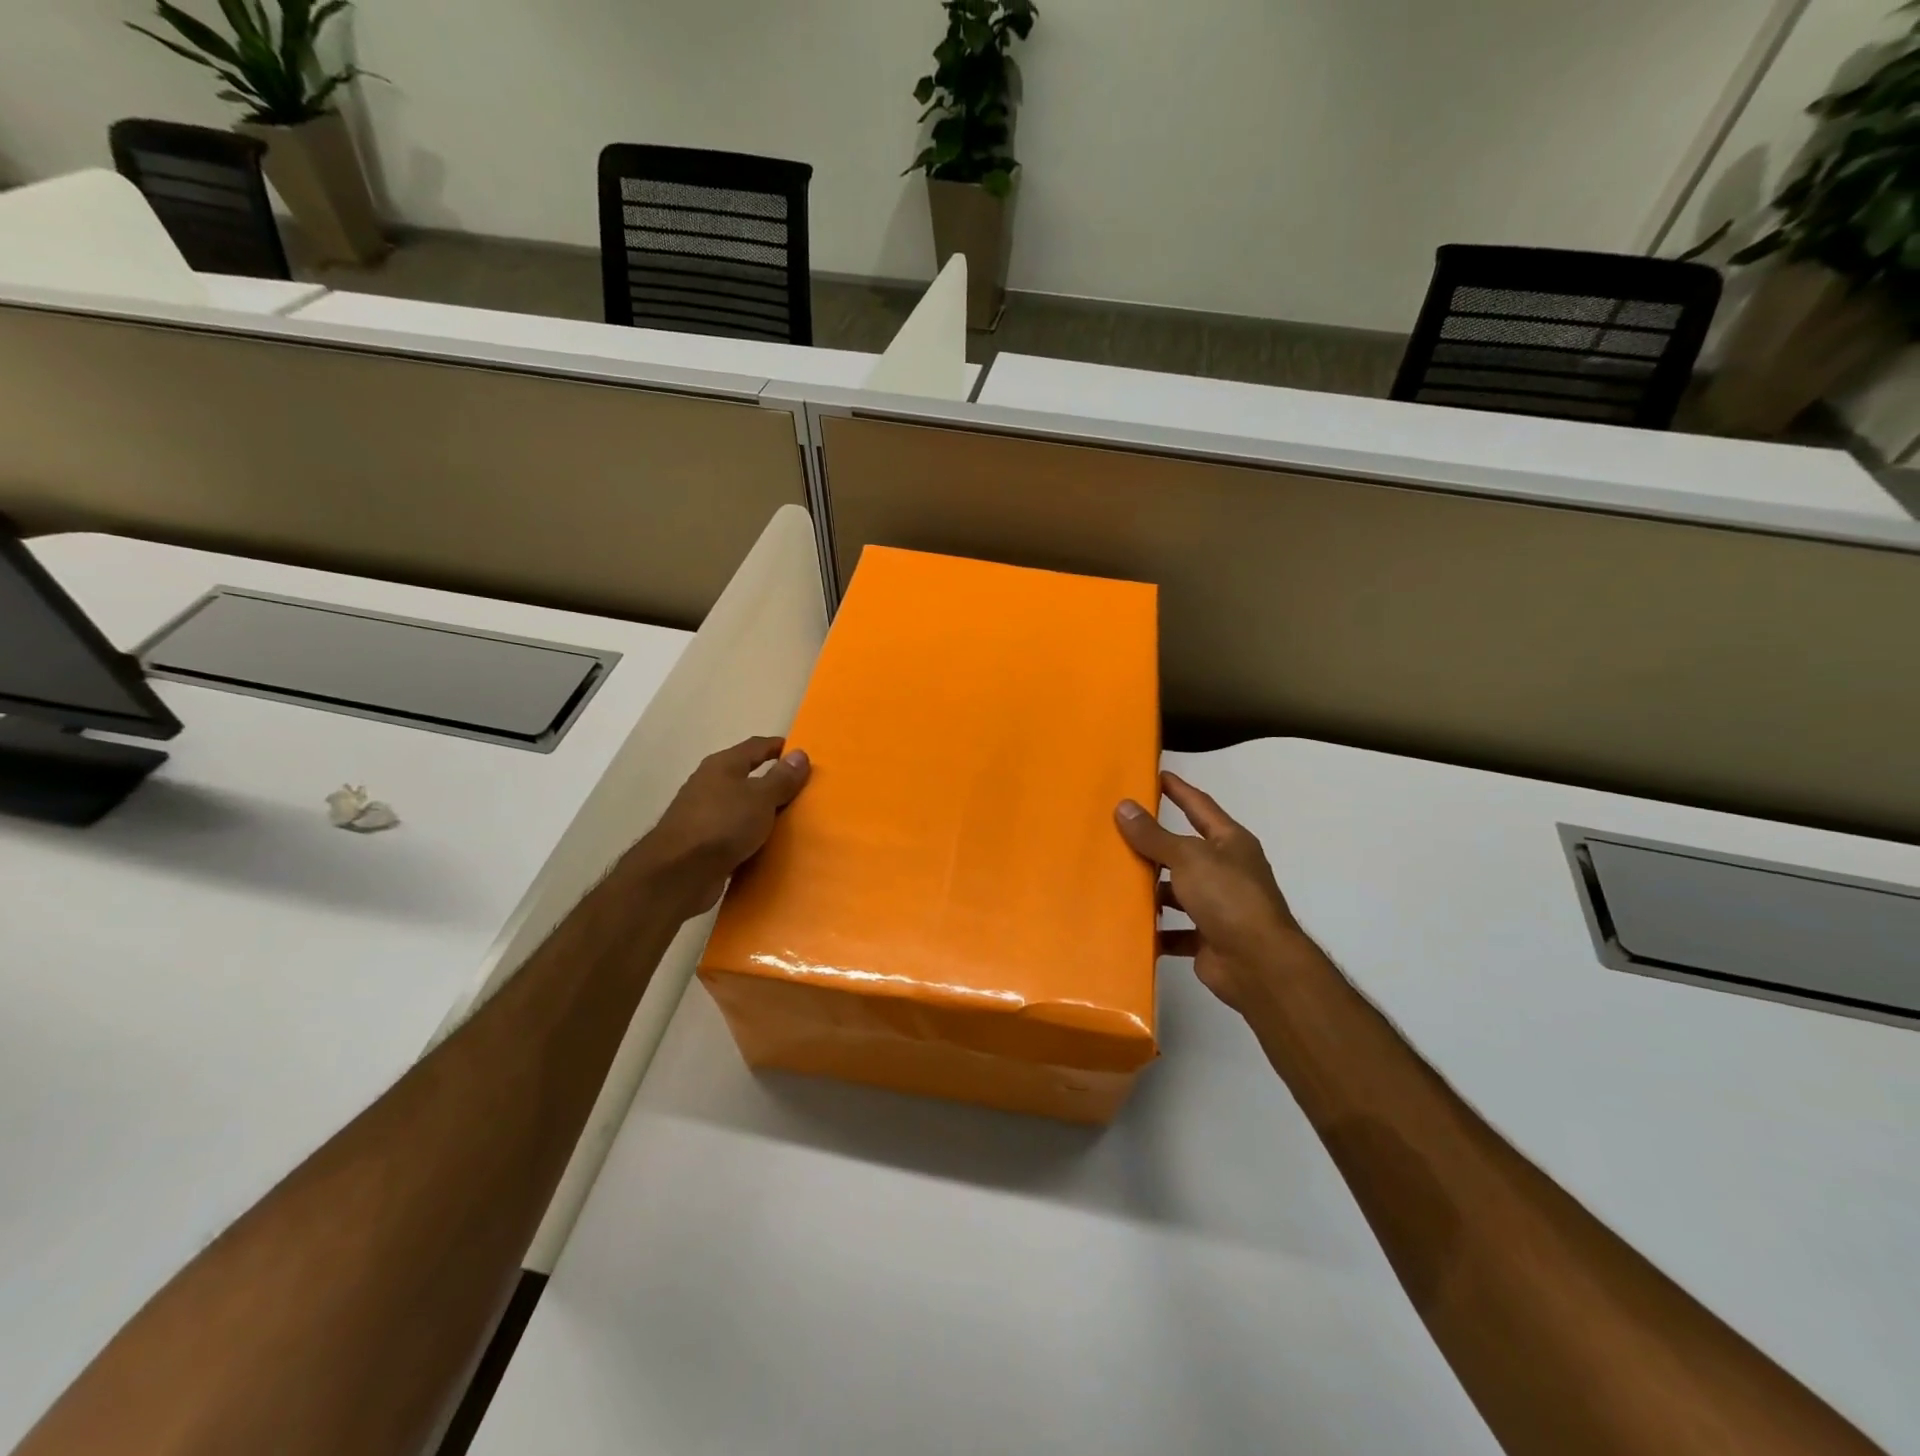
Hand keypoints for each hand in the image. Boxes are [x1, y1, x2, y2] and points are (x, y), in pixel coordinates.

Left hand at [629, 737, 810, 915]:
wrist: (679, 873)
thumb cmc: (723, 824)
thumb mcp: (761, 798)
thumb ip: (782, 778)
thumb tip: (800, 754)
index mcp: (723, 765)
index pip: (755, 746)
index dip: (779, 747)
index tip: (802, 755)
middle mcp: (710, 785)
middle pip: (747, 777)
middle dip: (774, 782)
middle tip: (803, 791)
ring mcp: (703, 815)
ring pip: (741, 807)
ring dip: (763, 812)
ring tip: (792, 821)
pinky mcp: (702, 843)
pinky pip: (735, 833)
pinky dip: (752, 836)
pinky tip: (769, 846)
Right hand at [1115, 772, 1313, 1016]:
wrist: (1259, 965)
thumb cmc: (1228, 898)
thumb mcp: (1188, 858)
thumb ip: (1154, 836)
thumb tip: (1124, 806)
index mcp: (1230, 843)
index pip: (1200, 806)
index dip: (1178, 789)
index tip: (1154, 775)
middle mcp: (1226, 871)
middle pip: (1184, 850)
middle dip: (1154, 844)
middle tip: (1115, 830)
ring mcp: (1218, 906)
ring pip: (1177, 891)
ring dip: (1151, 889)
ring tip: (1113, 879)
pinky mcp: (1207, 938)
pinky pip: (1175, 929)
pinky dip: (1156, 929)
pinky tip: (1129, 925)